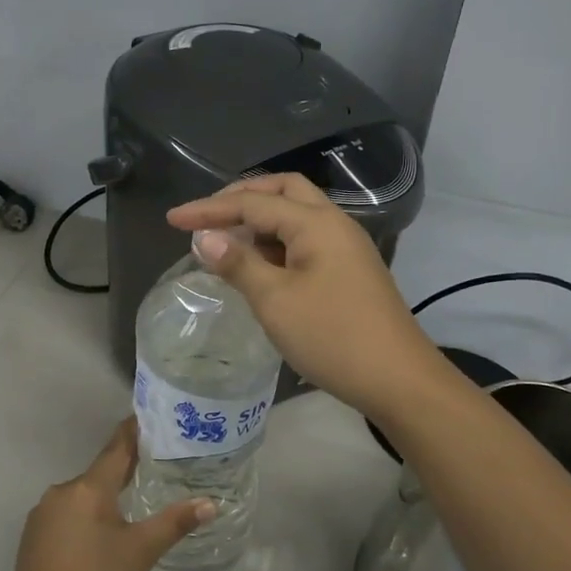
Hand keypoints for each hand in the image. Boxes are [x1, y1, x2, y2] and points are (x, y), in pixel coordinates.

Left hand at [9, 420, 215, 570]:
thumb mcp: (141, 553)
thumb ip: (174, 523)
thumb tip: (210, 503)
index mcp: (87, 489)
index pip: (116, 448)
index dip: (134, 431)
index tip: (151, 417)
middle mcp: (61, 492)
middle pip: (100, 472)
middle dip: (126, 469)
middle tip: (157, 465)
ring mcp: (42, 514)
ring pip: (83, 495)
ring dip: (106, 496)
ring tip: (135, 502)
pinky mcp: (33, 536)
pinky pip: (67, 513)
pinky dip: (87, 515)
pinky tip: (102, 534)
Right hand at [167, 174, 452, 419]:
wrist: (398, 380)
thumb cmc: (333, 337)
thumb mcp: (275, 301)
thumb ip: (238, 264)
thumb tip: (204, 238)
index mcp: (316, 223)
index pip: (252, 203)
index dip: (208, 209)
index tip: (171, 220)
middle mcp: (333, 224)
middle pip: (282, 191)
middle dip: (240, 198)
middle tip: (206, 217)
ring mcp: (345, 247)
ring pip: (295, 216)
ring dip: (258, 221)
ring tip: (224, 242)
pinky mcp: (348, 271)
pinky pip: (304, 241)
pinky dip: (274, 244)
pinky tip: (256, 266)